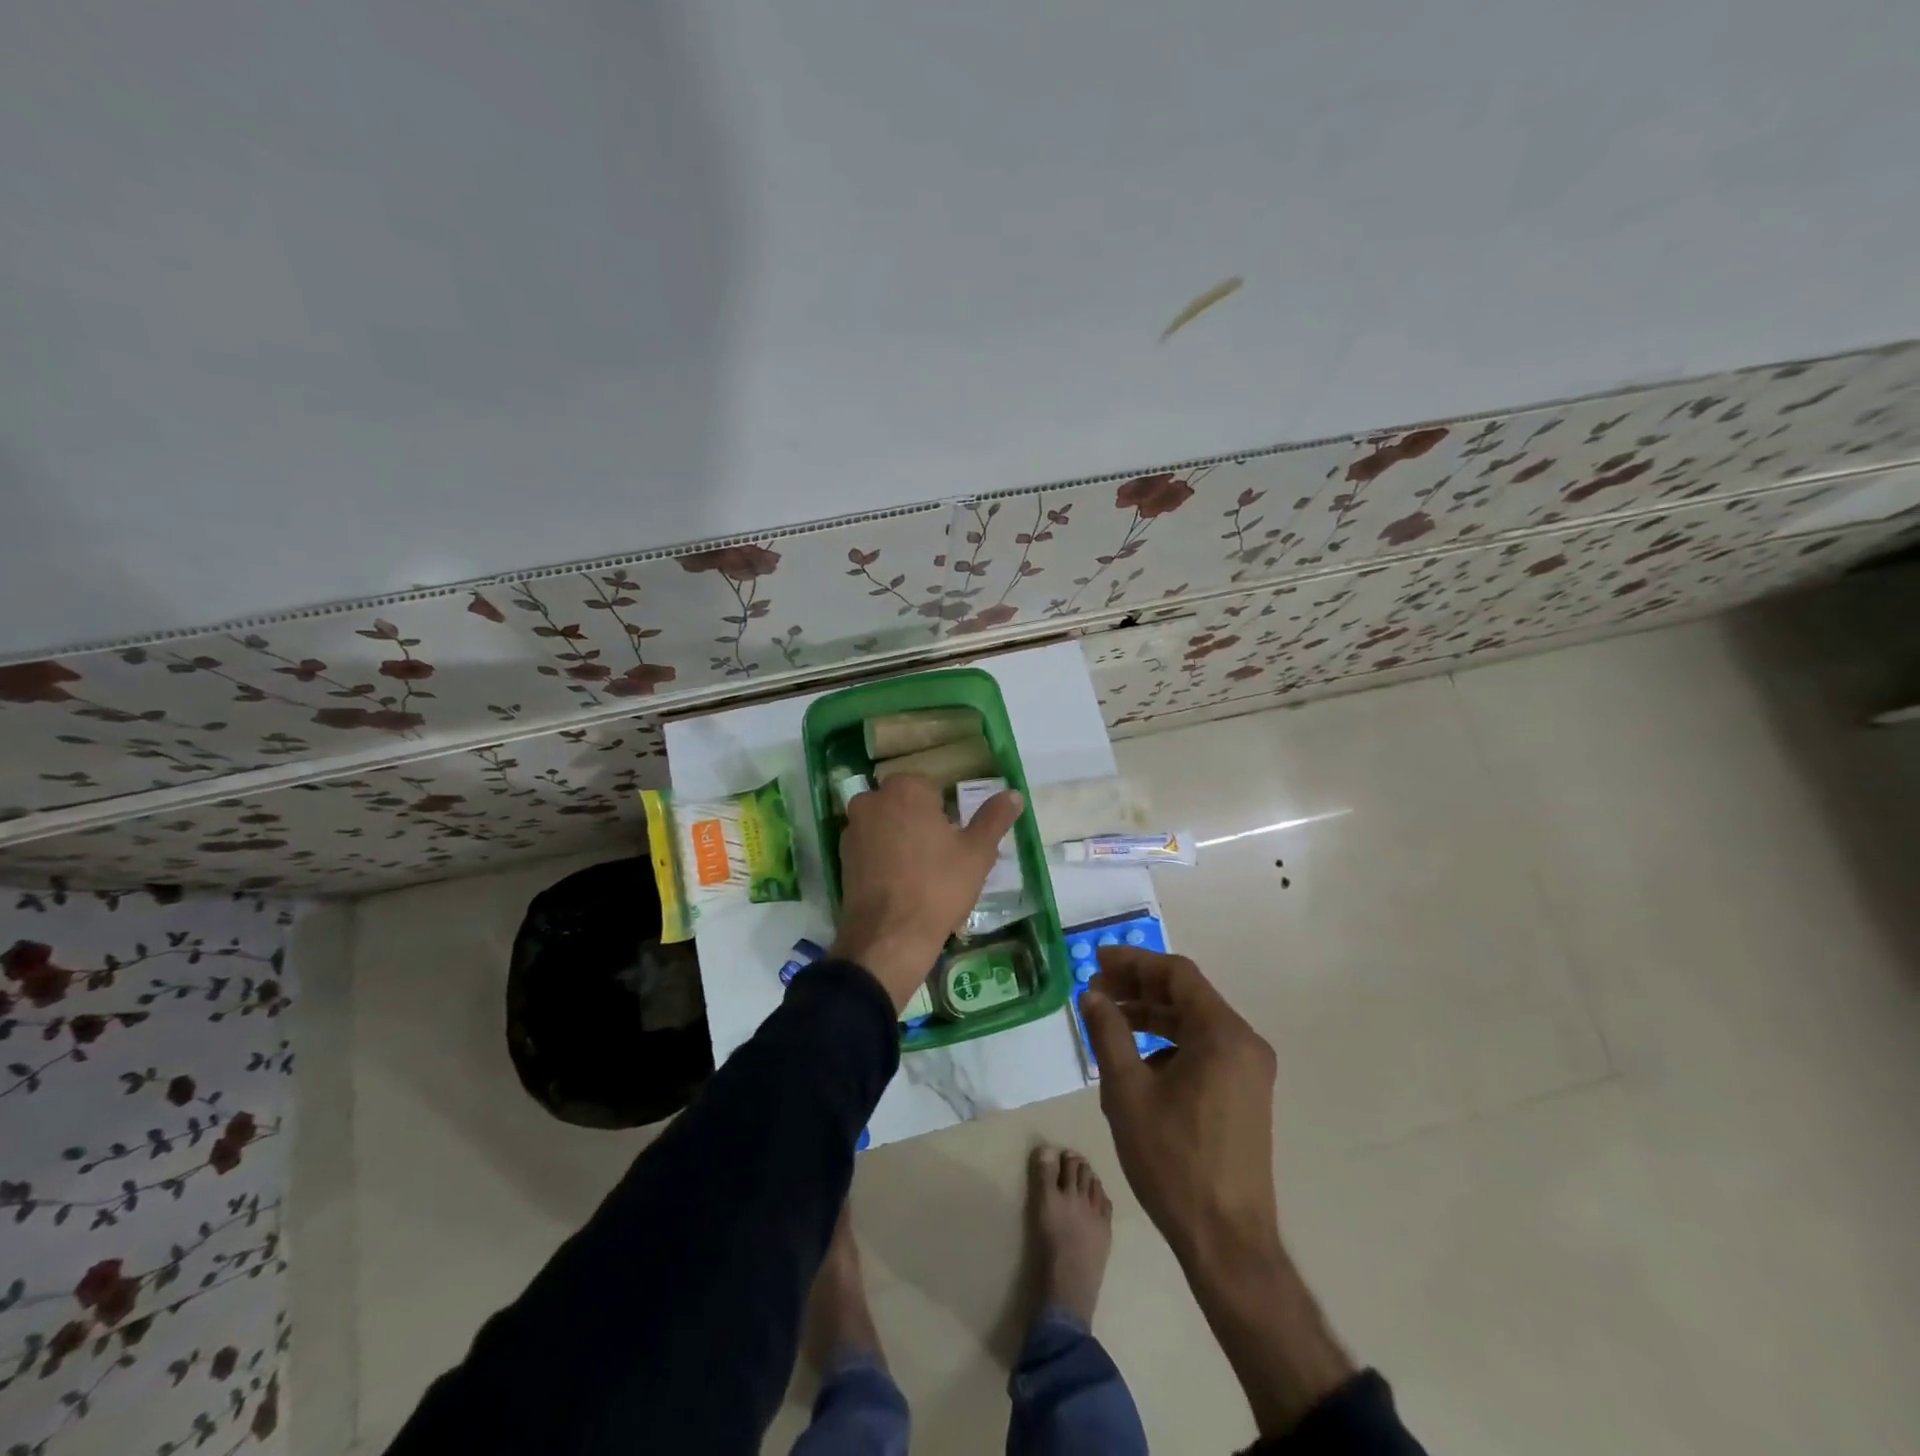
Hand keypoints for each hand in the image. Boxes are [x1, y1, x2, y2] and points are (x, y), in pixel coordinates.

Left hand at [831, 775, 1023, 1011]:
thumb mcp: (977, 853)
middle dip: (923, 822)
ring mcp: (852, 829)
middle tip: (943, 856)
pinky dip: (885, 857)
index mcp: (905, 789)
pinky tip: (901, 883)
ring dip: (902, 838)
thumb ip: (994, 818)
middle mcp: (872, 800)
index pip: (933, 788)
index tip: (955, 840)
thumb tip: (1013, 794)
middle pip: (906, 804)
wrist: (889, 938)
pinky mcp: (842, 857)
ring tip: (923, 872)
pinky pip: (871, 847)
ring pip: (887, 824)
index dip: (947, 813)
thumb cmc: (938, 887)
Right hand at [1080, 947, 1280, 1266]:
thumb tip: (1092, 995)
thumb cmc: (1174, 1160)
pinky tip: (1137, 1062)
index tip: (1097, 960)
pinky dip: (1168, 1044)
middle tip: (1096, 989)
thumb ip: (1108, 1033)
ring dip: (1151, 1016)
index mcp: (1223, 1034)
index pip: (1177, 974)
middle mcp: (1244, 1043)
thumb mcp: (1128, 1091)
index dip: (1134, 962)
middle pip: (1187, 996)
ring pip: (1194, 1024)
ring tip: (1109, 1022)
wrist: (1226, 1241)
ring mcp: (1249, 1071)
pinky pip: (1204, 1050)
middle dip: (1139, 988)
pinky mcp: (1245, 1095)